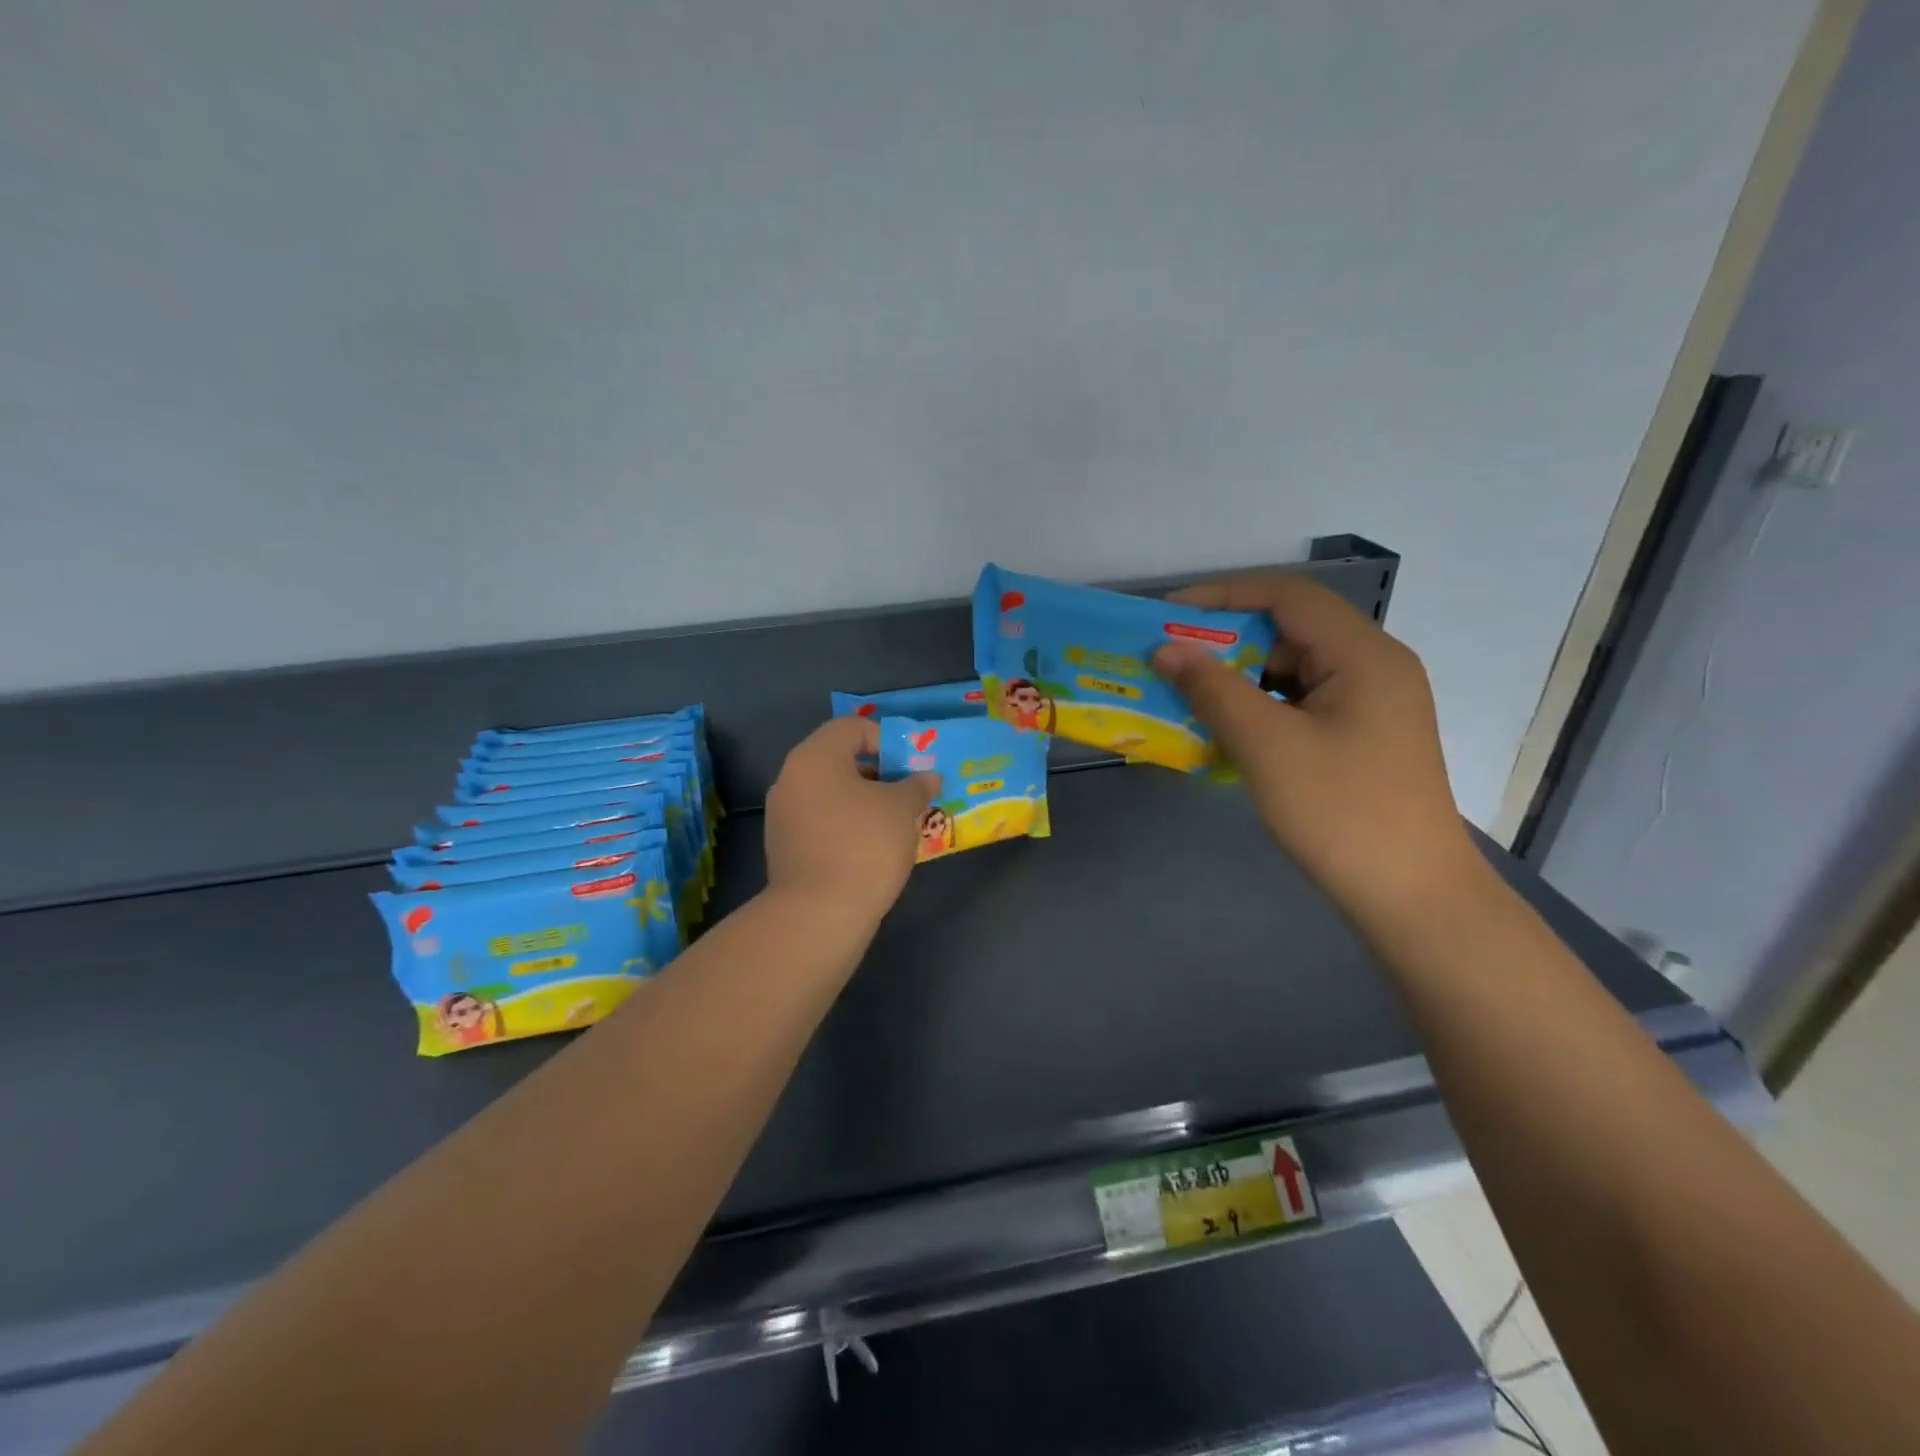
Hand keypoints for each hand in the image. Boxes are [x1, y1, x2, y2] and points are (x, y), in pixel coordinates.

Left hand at [763, 716, 940, 923]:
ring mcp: (782, 813)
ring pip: (829, 792)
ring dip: (862, 799)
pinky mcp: (783, 846)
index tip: (910, 766)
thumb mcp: (901, 809)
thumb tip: (928, 777)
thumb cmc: (864, 845)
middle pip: (838, 759)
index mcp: (815, 757)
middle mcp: (791, 777)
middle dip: (878, 772)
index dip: (886, 739)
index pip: (852, 727)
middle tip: (907, 792)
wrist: (818, 914)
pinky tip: (869, 847)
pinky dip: (845, 823)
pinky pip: (820, 820)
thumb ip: (916, 786)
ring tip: (893, 822)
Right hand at [1153, 572, 1473, 919]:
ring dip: (1241, 677)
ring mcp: (1372, 702)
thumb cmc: (1340, 812)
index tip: (1167, 615)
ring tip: (1190, 697)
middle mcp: (1374, 665)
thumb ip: (1213, 689)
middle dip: (1227, 640)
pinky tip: (1228, 730)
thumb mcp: (1267, 746)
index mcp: (1363, 654)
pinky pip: (1302, 701)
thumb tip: (1165, 649)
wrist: (1411, 896)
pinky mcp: (1363, 734)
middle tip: (1173, 661)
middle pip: (1291, 630)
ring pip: (1294, 668)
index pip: (1287, 595)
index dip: (1223, 595)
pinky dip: (1262, 706)